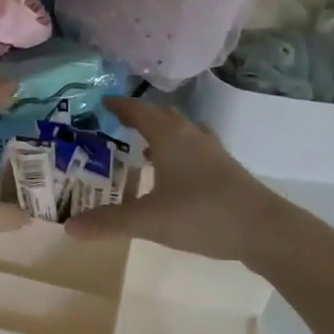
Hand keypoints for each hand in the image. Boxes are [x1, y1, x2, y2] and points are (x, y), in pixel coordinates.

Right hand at [66, 98, 289, 264]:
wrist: (265, 230)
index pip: (138, 111)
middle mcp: (191, 136)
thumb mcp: (148, 221)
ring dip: (161, 135)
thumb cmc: (202, 215)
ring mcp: (213, 151)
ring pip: (182, 132)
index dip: (119, 106)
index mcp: (169, 137)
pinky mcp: (226, 169)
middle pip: (162, 117)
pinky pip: (194, 149)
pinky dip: (177, 152)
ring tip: (142, 150)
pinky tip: (173, 175)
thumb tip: (69, 227)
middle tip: (117, 125)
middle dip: (139, 118)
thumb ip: (109, 223)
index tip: (102, 103)